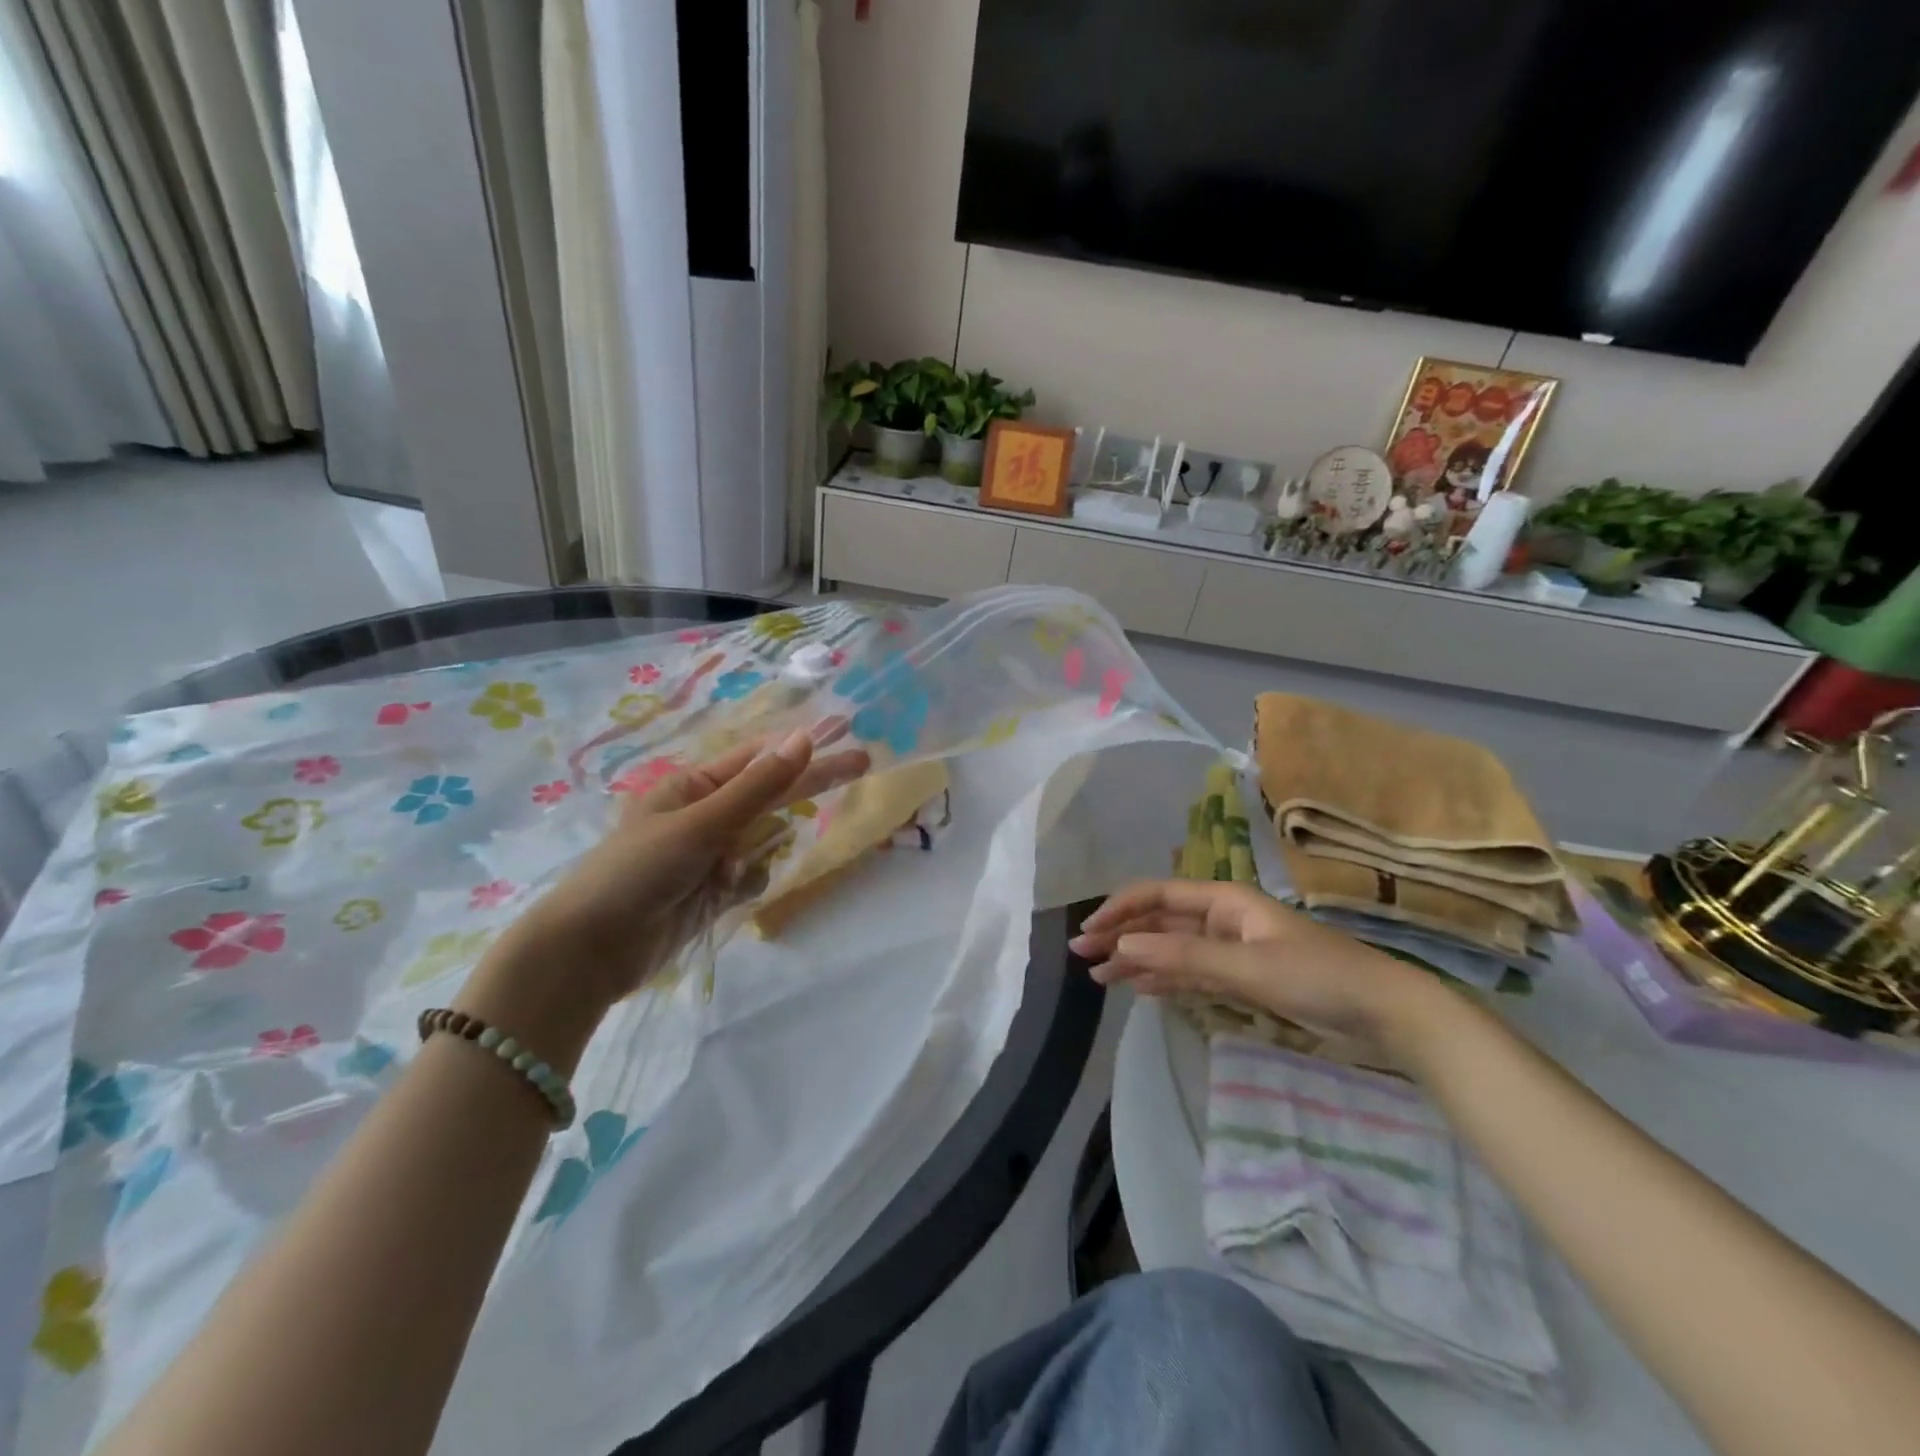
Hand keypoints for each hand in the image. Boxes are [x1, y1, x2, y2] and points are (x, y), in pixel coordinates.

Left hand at [458, 729, 868, 1065]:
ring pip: (764, 839)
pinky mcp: (713, 890)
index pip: (761, 758)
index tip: (846, 733)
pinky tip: (725, 895)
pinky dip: (748, 883)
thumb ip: (758, 786)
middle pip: (770, 792)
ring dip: (763, 848)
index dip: (804, 745)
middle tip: (866, 763)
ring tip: (734, 868)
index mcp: (693, 785)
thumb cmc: (638, 871)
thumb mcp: (701, 823)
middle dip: (811, 781)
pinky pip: (752, 876)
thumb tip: (805, 738)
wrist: (590, 952)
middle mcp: (705, 813)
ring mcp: (710, 853)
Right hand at [1071, 880, 1445, 1064]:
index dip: (1120, 910)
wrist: (1385, 1012)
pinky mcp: (1243, 977)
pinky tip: (1140, 988)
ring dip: (1138, 960)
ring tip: (1100, 977)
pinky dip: (1165, 979)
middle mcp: (1223, 918)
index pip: (1159, 896)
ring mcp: (1232, 948)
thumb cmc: (1318, 977)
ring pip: (1172, 949)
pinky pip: (1192, 972)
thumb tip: (1123, 946)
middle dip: (1122, 936)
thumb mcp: (1248, 966)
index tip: (1090, 932)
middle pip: (1161, 922)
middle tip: (1083, 956)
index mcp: (1224, 900)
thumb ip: (1184, 957)